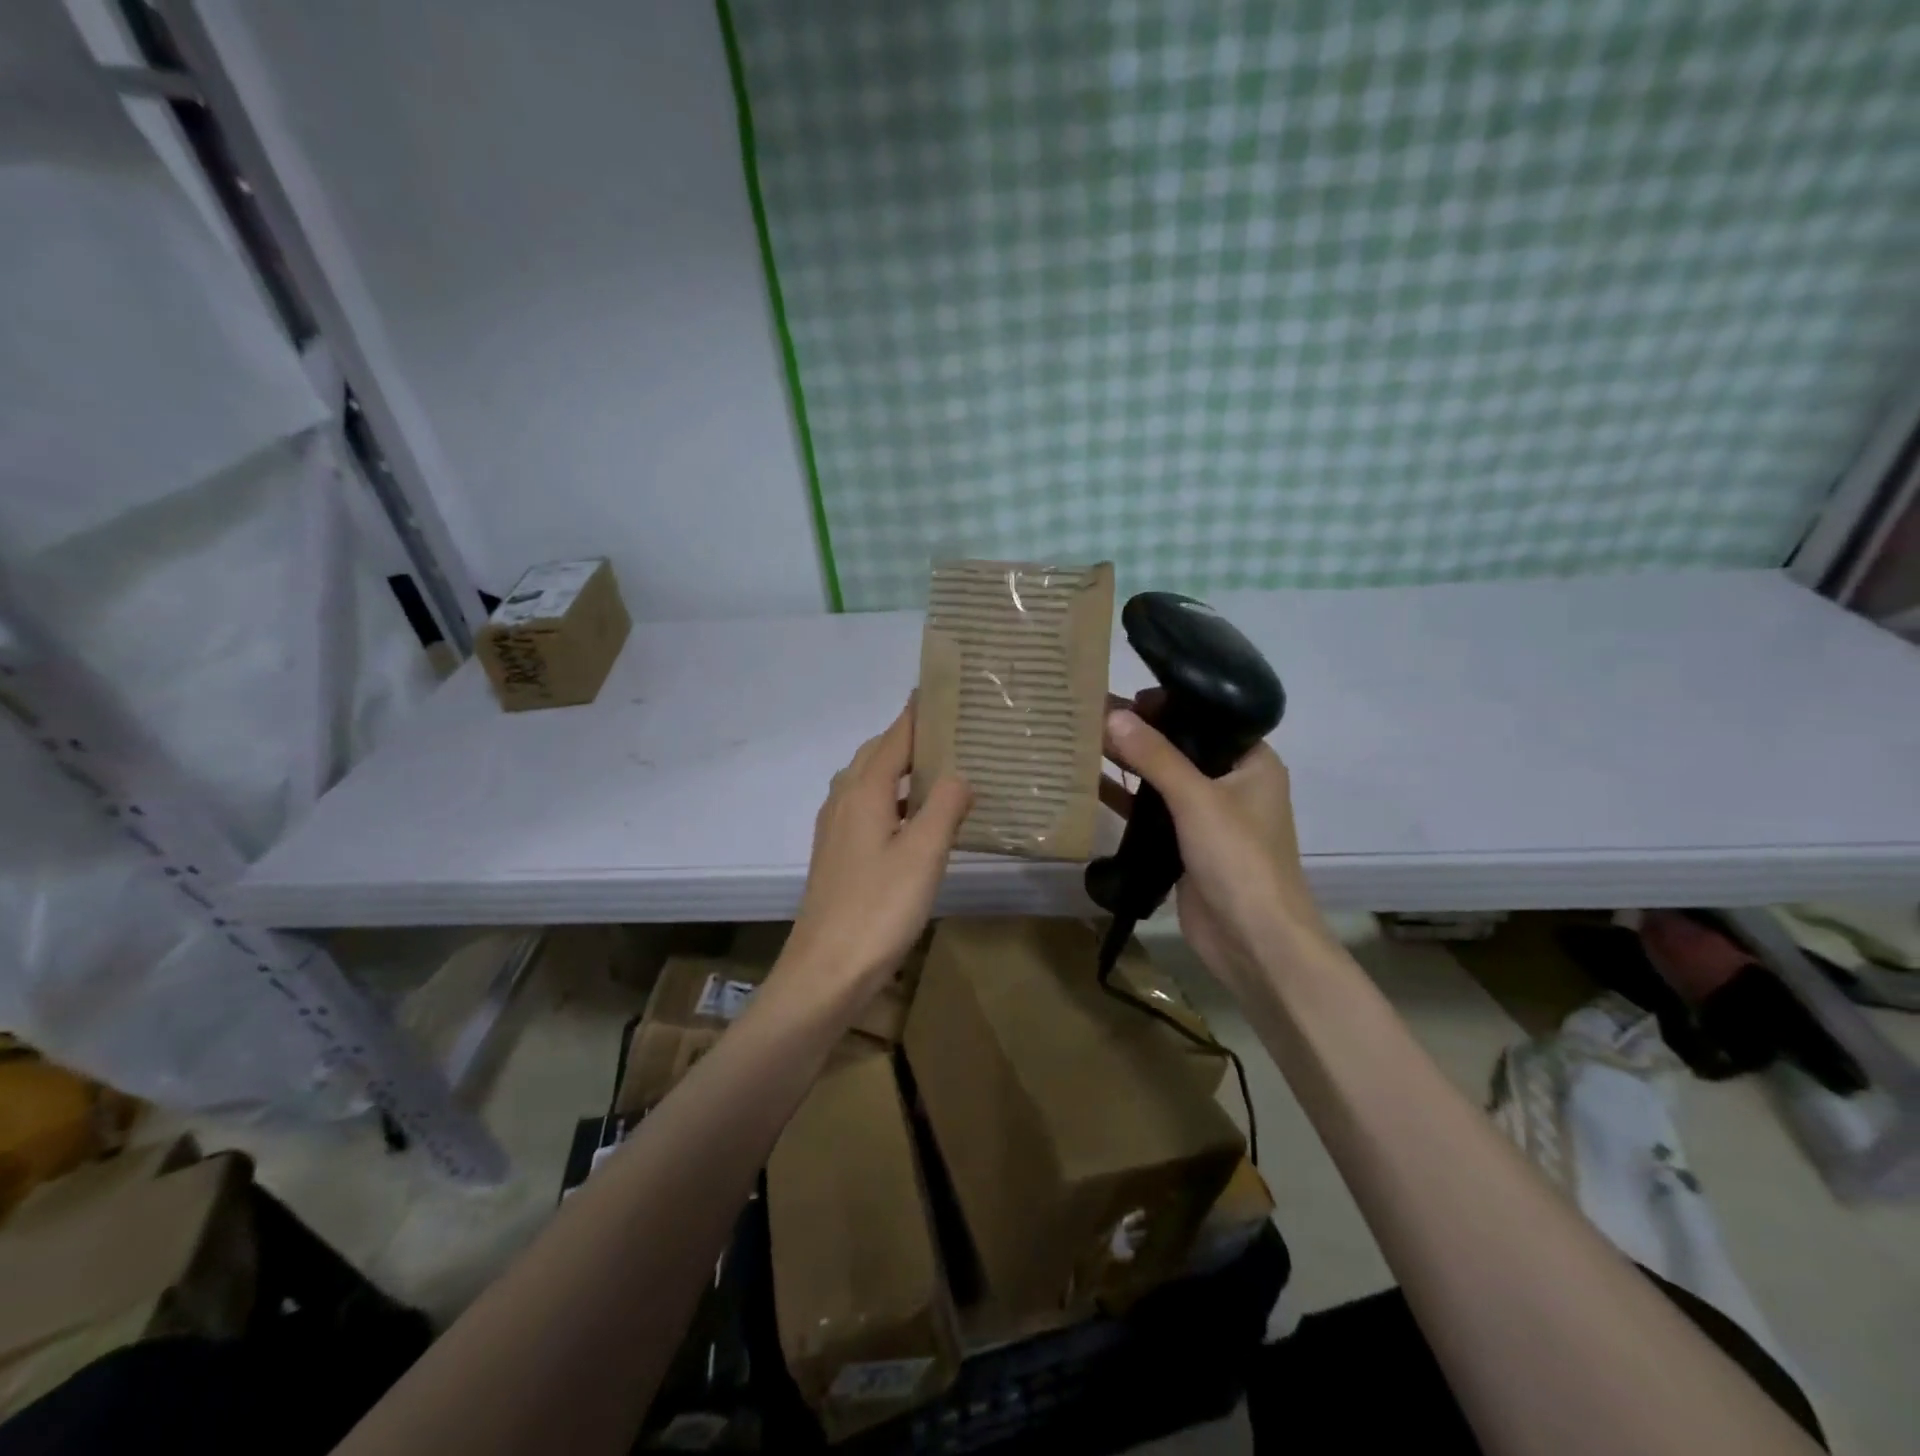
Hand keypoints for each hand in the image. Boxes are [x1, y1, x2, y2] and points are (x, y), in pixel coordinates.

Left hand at [783, 702, 971, 999]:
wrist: (825, 971)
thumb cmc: (878, 908)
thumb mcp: (924, 854)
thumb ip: (946, 807)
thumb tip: (961, 775)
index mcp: (864, 790)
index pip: (896, 735)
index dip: (919, 712)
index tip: (945, 690)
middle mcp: (844, 799)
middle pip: (879, 754)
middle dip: (913, 737)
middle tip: (955, 731)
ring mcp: (836, 828)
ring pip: (872, 782)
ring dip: (904, 770)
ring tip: (944, 769)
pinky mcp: (838, 854)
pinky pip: (869, 808)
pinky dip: (896, 800)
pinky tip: (919, 819)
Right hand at [1102, 692, 1333, 989]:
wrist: (1254, 942)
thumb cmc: (1239, 859)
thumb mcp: (1197, 800)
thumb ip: (1155, 757)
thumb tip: (1112, 715)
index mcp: (1252, 762)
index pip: (1207, 717)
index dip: (1167, 703)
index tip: (1124, 694)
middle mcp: (1232, 783)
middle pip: (1181, 747)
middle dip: (1139, 733)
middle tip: (1091, 714)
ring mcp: (1208, 817)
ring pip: (1163, 780)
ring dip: (1129, 765)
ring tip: (1083, 741)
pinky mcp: (1185, 845)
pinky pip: (1152, 813)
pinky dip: (1126, 800)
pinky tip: (1090, 785)